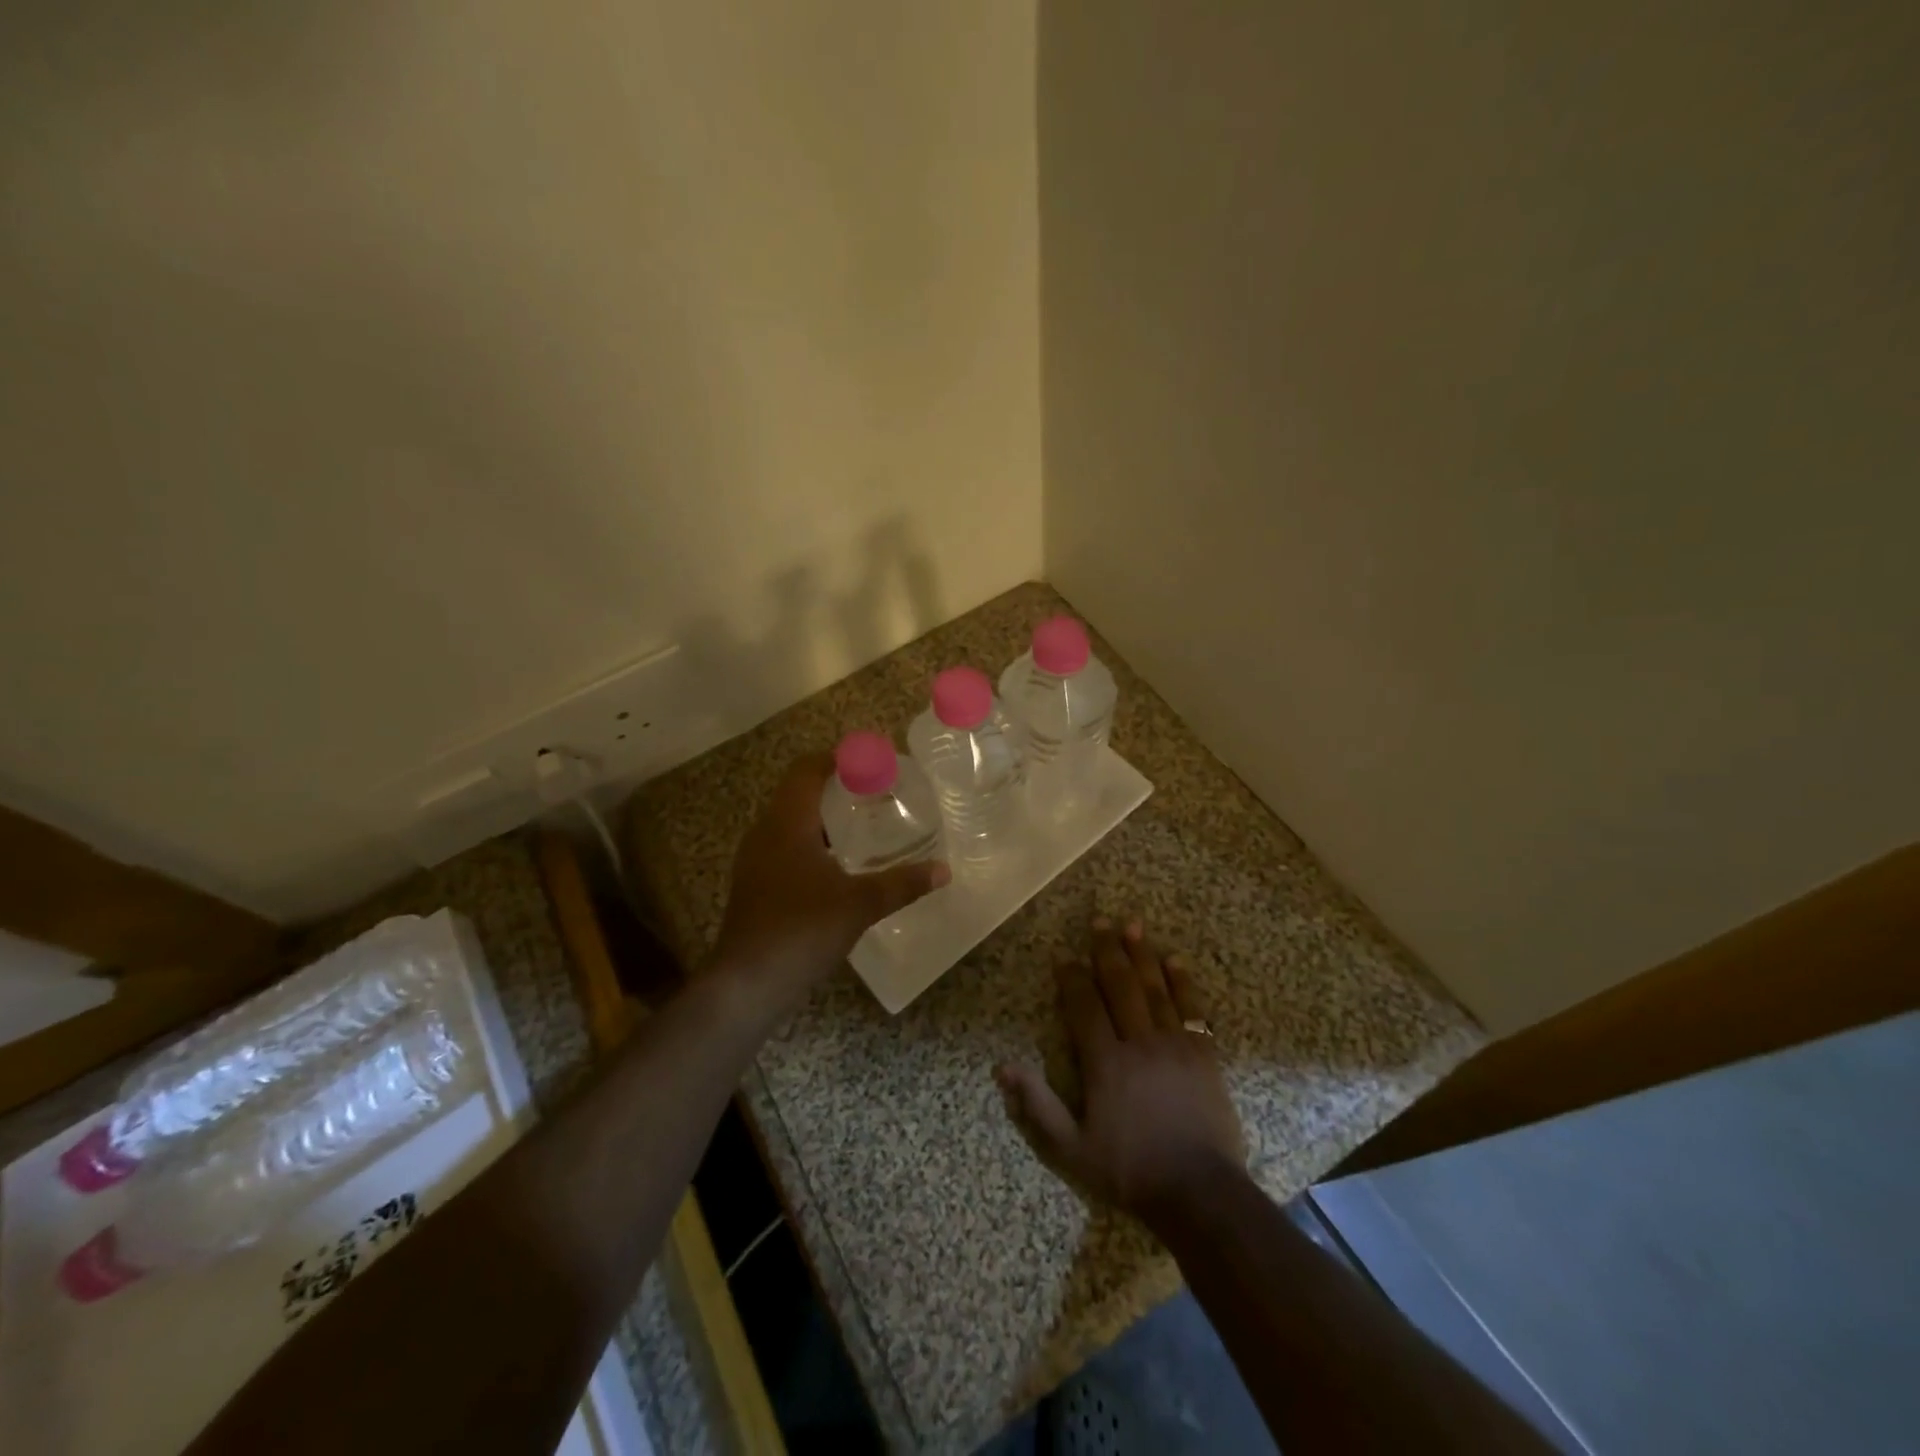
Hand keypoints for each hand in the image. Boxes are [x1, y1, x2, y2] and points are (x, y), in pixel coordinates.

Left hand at [710, 754, 949, 1009]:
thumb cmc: (801, 930)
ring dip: (824, 819)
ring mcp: (756, 860)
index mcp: (787, 823)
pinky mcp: (755, 885)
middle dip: (836, 788)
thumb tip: (944, 870)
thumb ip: (902, 884)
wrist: (746, 984)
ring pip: (791, 823)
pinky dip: (812, 844)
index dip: (838, 758)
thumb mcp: (859, 904)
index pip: (807, 770)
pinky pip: (785, 848)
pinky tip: (839, 867)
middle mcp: (766, 833)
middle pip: (798, 793)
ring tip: (864, 827)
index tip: (872, 762)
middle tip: (876, 793)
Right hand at [997, 916, 1244, 1224]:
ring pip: (1155, 989)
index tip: (1062, 955)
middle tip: (1099, 920)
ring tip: (1132, 925)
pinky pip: (1191, 1008)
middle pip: (1120, 986)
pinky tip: (1174, 960)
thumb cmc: (1130, 1171)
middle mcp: (1139, 1043)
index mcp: (1105, 1063)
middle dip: (1107, 951)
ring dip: (1142, 954)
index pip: (1084, 1007)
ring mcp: (1175, 1045)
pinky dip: (1182, 982)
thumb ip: (1037, 1106)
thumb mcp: (1071, 1150)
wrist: (1200, 1193)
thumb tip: (1002, 1067)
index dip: (1071, 978)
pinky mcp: (1204, 1054)